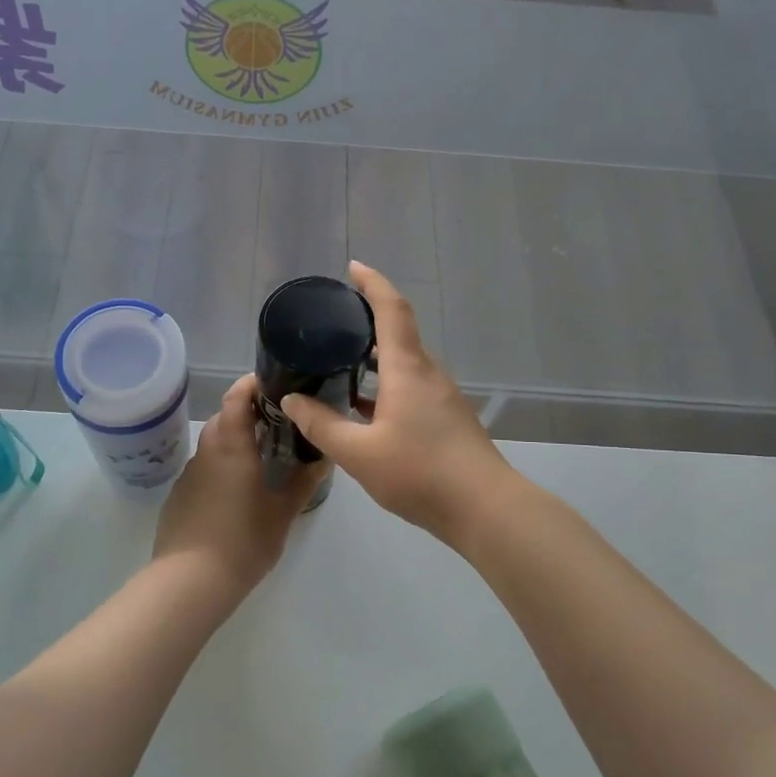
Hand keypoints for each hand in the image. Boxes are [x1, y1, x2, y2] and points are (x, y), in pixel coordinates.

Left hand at [153, 375, 322, 590]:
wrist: (189, 582)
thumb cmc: (243, 541)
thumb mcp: (282, 513)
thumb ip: (303, 482)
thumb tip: (322, 459)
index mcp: (232, 445)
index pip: (237, 396)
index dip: (252, 384)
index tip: (274, 384)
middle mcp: (207, 451)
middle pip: (225, 418)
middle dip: (249, 415)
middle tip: (278, 426)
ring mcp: (189, 474)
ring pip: (213, 445)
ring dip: (234, 444)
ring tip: (261, 461)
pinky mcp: (178, 497)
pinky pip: (203, 471)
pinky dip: (220, 470)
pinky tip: (235, 496)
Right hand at [281, 261, 513, 544]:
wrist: (484, 508)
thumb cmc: (420, 472)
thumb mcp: (358, 452)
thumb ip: (322, 424)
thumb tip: (291, 400)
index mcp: (407, 368)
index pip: (391, 309)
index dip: (372, 283)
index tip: (352, 268)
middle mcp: (427, 373)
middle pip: (398, 333)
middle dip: (367, 321)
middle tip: (331, 324)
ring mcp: (441, 396)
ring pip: (403, 364)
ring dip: (374, 358)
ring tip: (339, 363)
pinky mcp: (446, 418)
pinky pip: (410, 387)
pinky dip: (385, 386)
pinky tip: (363, 409)